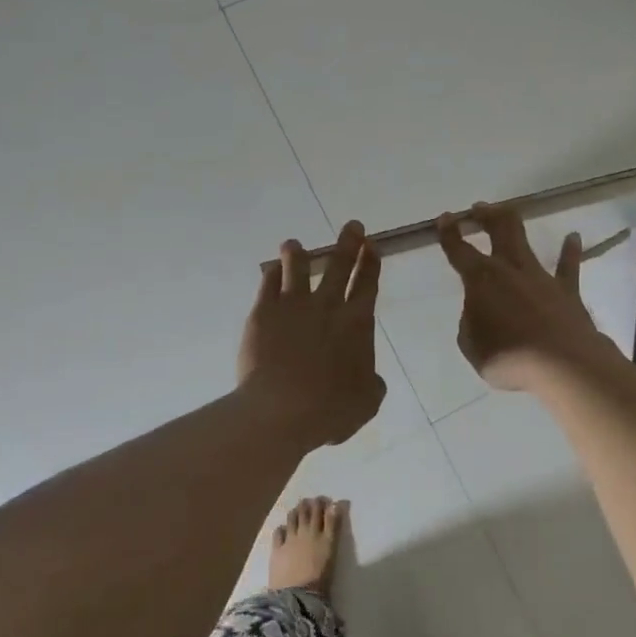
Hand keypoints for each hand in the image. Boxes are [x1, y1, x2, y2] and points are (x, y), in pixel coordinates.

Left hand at [238, 221, 385, 446]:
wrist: (281, 410)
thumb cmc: (331, 410)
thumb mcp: (366, 401)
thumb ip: (372, 382)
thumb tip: (371, 376)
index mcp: (356, 323)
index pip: (367, 284)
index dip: (371, 264)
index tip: (372, 245)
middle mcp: (327, 306)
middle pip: (338, 266)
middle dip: (348, 244)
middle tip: (352, 226)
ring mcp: (292, 306)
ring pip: (297, 268)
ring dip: (298, 253)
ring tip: (294, 243)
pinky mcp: (263, 313)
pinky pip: (268, 284)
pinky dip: (272, 274)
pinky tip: (271, 270)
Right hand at [437, 203, 618, 392]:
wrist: (562, 364)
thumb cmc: (509, 357)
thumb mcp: (472, 345)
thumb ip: (472, 323)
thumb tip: (480, 313)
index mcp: (481, 280)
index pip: (459, 251)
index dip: (449, 233)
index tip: (444, 218)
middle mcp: (510, 269)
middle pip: (498, 230)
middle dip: (485, 215)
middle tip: (477, 209)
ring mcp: (540, 276)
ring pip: (525, 240)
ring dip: (514, 225)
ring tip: (509, 212)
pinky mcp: (567, 290)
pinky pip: (568, 266)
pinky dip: (570, 251)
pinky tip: (574, 237)